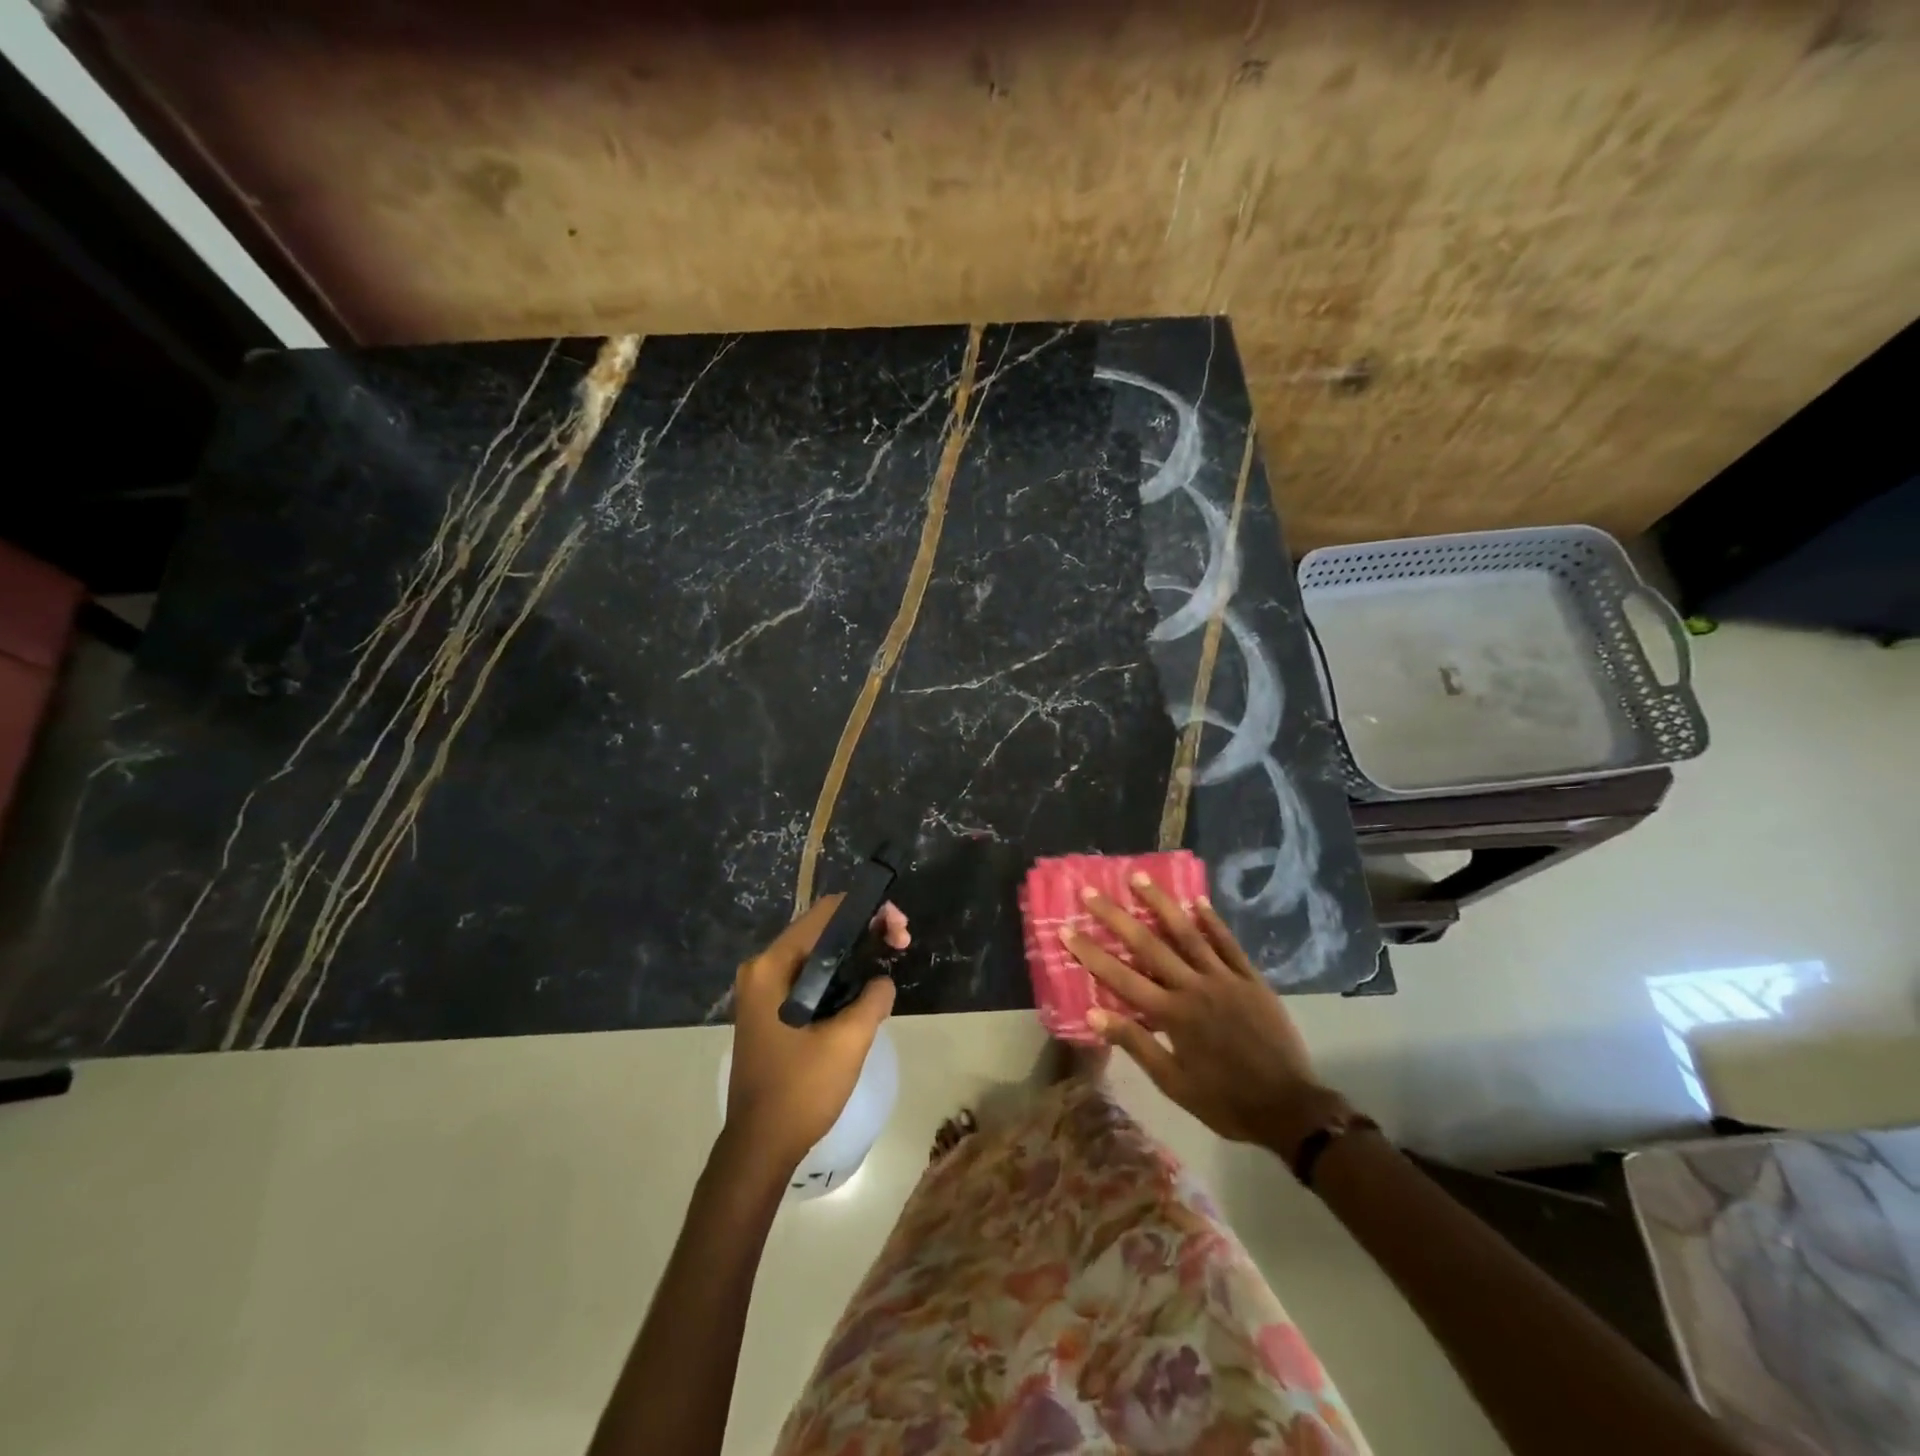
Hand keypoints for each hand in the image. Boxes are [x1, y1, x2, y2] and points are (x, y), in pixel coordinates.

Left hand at [724, 896, 909, 1172]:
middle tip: (901, 942)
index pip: (824, 915)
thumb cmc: (800, 1090)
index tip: (898, 927)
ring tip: (891, 956)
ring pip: (816, 954)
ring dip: (854, 952)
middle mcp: (762, 969)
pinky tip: (865, 984)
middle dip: (864, 930)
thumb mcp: (848, 1042)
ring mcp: (763, 990)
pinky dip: (838, 974)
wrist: (760, 1147)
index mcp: (772, 967)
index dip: (865, 912)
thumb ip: (873, 998)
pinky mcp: (770, 1009)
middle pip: (820, 930)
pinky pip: (809, 977)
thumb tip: (882, 980)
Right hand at [1062, 877, 1344, 1155]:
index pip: (1121, 977)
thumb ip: (1135, 1043)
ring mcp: (1225, 979)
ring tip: (1138, 877)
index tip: (1066, 929)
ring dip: (1160, 903)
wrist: (1289, 1108)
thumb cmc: (1224, 1101)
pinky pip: (1228, 943)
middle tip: (1090, 891)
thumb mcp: (1173, 1082)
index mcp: (1172, 1014)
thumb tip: (1094, 1013)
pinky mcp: (1251, 979)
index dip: (1091, 953)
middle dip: (1116, 916)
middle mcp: (1194, 987)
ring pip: (1187, 933)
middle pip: (1148, 944)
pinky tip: (1197, 900)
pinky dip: (1212, 920)